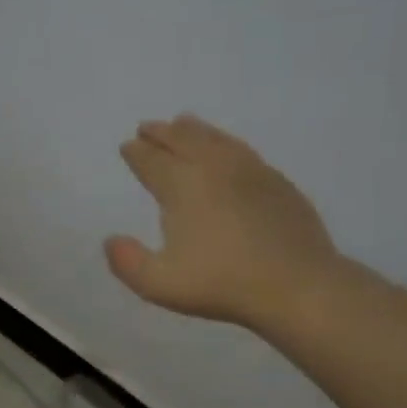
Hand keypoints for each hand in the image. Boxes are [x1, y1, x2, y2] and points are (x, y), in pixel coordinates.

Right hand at [106, 115, 343, 329]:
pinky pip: (242, 149)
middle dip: (161, 133)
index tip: (127, 146)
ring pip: (215, 138)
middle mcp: (213, 167)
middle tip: (147, 128)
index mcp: (182, 186)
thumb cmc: (221, 284)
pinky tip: (226, 148)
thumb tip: (111, 240)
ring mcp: (250, 170)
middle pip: (182, 139)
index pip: (152, 161)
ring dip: (193, 130)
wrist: (296, 284)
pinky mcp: (276, 181)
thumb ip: (127, 262)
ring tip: (183, 123)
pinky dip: (224, 141)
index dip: (136, 153)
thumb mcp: (160, 283)